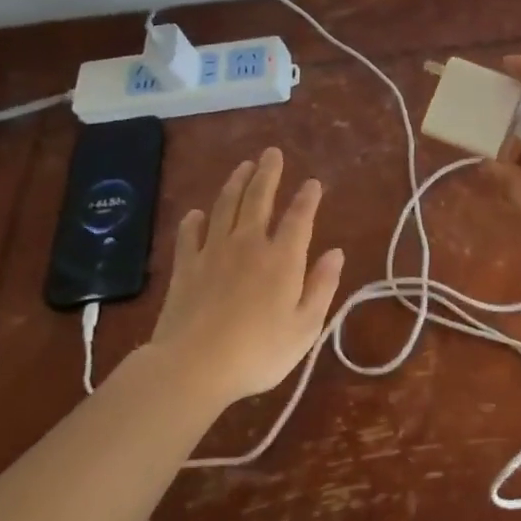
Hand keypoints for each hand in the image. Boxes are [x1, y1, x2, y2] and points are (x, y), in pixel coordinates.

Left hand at [153, 147, 345, 405]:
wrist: (193, 367)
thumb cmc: (259, 351)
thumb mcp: (306, 326)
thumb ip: (322, 286)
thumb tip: (336, 252)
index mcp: (283, 258)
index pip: (299, 217)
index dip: (307, 198)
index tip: (313, 182)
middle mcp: (249, 244)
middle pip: (259, 200)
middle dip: (268, 174)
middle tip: (271, 153)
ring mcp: (213, 253)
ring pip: (225, 207)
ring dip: (235, 184)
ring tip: (242, 166)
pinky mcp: (185, 268)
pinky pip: (189, 235)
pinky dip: (193, 221)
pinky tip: (196, 213)